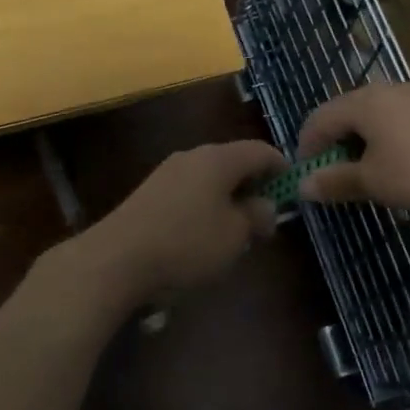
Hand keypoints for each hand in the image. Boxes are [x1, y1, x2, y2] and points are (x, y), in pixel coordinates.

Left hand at [82, 139, 287, 302]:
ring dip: (228, 197)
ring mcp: (167, 172)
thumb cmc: (186, 244)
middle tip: (266, 216)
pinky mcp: (149, 192)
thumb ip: (256, 216)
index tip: (293, 188)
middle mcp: (193, 156)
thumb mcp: (234, 236)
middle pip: (233, 162)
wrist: (116, 258)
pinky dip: (205, 205)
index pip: (260, 150)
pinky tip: (203, 235)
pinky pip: (189, 191)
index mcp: (218, 158)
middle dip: (254, 185)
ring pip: (210, 177)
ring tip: (236, 230)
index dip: (281, 167)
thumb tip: (265, 205)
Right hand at [296, 82, 409, 215]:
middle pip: (345, 112)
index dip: (306, 147)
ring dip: (361, 141)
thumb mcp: (373, 182)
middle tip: (335, 175)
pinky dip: (387, 137)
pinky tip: (402, 161)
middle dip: (334, 143)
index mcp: (362, 102)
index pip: (318, 119)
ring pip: (373, 114)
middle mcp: (385, 89)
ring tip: (368, 171)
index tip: (307, 177)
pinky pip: (398, 117)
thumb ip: (334, 182)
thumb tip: (303, 186)